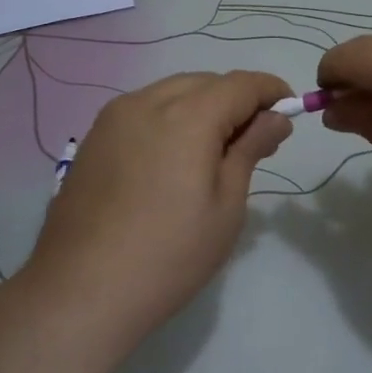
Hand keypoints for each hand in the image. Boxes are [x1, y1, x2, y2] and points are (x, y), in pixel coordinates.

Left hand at [24, 71, 292, 343]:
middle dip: (236, 100)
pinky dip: (169, 119)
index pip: (240, 84)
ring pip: (171, 93)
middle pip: (204, 83)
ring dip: (202, 107)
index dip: (271, 90)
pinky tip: (173, 159)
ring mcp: (113, 118)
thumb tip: (275, 118)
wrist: (82, 290)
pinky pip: (143, 111)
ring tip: (215, 151)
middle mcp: (146, 102)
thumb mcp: (226, 206)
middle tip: (256, 141)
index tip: (289, 111)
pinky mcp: (93, 139)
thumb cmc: (170, 254)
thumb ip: (250, 149)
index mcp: (187, 116)